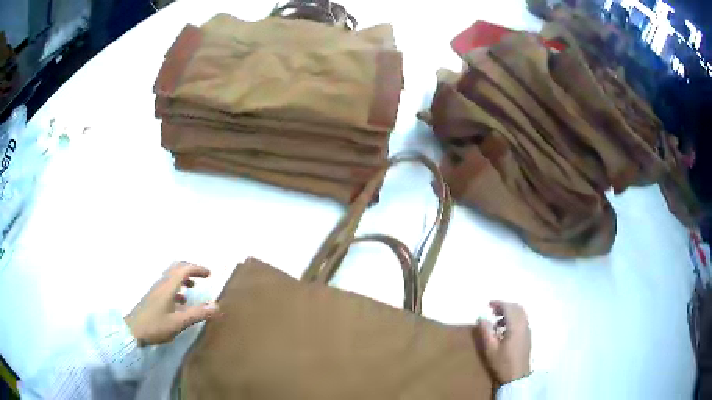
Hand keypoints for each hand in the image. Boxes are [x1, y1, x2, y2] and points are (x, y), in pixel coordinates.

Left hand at [124, 262, 220, 345]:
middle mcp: (162, 283)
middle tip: (202, 276)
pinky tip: (180, 302)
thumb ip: (197, 314)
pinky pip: (167, 285)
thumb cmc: (155, 325)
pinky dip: (177, 288)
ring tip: (193, 288)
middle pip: (176, 268)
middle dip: (190, 269)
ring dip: (183, 278)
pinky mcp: (152, 296)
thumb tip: (216, 306)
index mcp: (168, 286)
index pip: (184, 269)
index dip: (197, 269)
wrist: (132, 331)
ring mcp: (156, 289)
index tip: (209, 274)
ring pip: (171, 276)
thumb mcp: (178, 322)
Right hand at [474, 301, 531, 384]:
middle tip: (492, 310)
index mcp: (515, 326)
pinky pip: (522, 320)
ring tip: (496, 321)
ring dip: (510, 312)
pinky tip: (504, 329)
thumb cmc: (503, 363)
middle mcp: (524, 325)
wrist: (517, 377)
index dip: (499, 303)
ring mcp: (527, 330)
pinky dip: (514, 318)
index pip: (509, 307)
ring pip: (521, 313)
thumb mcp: (490, 349)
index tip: (488, 304)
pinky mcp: (528, 336)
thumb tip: (481, 317)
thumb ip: (486, 331)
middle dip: (505, 306)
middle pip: (517, 308)